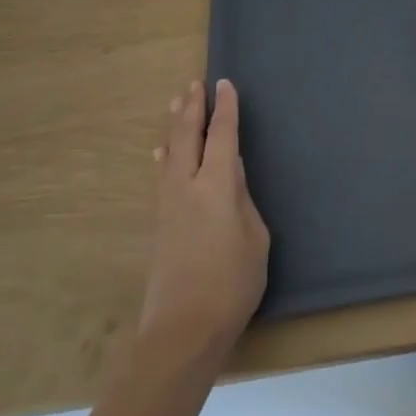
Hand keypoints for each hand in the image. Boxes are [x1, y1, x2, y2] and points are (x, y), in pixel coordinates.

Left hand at [140, 80, 268, 360]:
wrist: (182, 331)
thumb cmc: (231, 283)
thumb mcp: (255, 238)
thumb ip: (243, 200)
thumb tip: (231, 172)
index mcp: (216, 185)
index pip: (221, 135)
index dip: (225, 109)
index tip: (225, 84)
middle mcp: (187, 186)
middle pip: (187, 137)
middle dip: (192, 108)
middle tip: (194, 84)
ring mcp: (168, 206)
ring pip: (170, 153)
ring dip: (175, 126)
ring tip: (175, 104)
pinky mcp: (160, 225)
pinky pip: (161, 175)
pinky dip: (164, 156)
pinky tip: (160, 153)